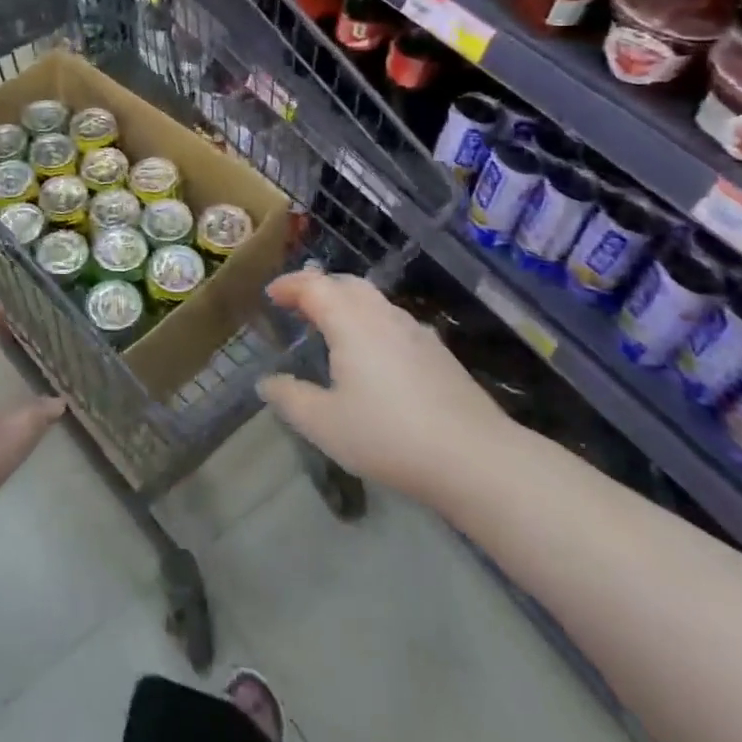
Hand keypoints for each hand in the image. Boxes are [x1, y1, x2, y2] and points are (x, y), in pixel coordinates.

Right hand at [257, 270, 520, 503]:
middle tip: (298, 305)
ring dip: (346, 303)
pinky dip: (371, 322)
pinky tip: (373, 354)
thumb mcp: (325, 424)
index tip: (271, 295)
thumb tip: (266, 382)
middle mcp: (381, 314)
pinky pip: (393, 321)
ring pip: (373, 300)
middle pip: (345, 283)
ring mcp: (414, 330)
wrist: (476, 458)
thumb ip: (290, 399)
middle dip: (318, 287)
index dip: (289, 285)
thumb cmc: (390, 435)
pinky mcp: (438, 351)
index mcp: (349, 320)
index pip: (312, 285)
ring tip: (331, 327)